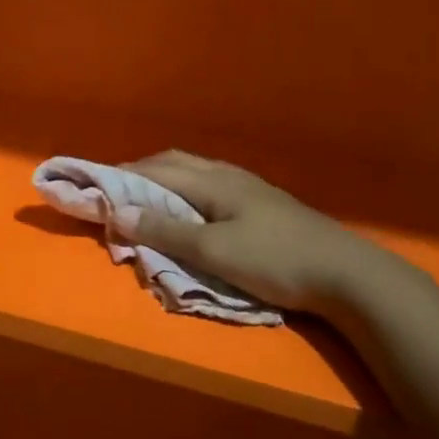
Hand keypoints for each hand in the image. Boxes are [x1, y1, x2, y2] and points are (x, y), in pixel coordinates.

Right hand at [114, 152, 430, 319]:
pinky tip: (190, 210)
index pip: (154, 170)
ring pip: (194, 173)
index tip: (92, 184)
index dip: (120, 176)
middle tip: (115, 191)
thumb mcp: (214, 251)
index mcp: (212, 180)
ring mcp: (248, 188)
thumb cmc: (276, 260)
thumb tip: (120, 212)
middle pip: (174, 163)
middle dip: (140, 173)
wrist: (347, 275)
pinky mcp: (262, 205)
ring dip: (164, 181)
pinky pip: (210, 186)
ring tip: (146, 200)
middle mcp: (227, 175)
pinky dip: (185, 193)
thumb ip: (166, 231)